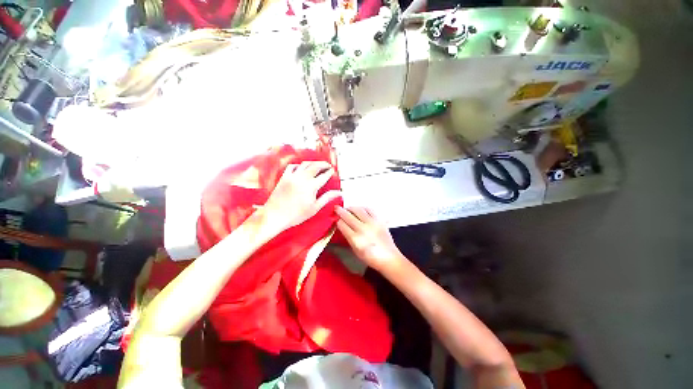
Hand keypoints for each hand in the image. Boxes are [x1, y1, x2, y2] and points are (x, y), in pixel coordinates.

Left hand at [261, 161, 340, 235]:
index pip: (324, 176)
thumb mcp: (314, 208)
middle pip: (316, 166)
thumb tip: (338, 193)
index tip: (333, 171)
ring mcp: (292, 176)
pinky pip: (293, 166)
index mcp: (311, 186)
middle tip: (328, 165)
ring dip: (313, 163)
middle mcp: (302, 178)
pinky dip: (299, 165)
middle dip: (324, 164)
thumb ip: (327, 198)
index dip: (330, 172)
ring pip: (305, 164)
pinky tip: (302, 168)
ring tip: (318, 165)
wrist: (275, 215)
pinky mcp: (284, 177)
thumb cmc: (296, 214)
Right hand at [335, 206, 403, 271]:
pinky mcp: (379, 220)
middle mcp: (362, 229)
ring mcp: (372, 223)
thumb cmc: (370, 257)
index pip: (342, 225)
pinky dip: (363, 208)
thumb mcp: (355, 250)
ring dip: (351, 208)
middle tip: (336, 208)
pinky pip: (369, 209)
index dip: (337, 221)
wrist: (389, 258)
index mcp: (355, 239)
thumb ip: (348, 238)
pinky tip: (360, 209)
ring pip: (358, 210)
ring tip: (348, 209)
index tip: (336, 219)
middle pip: (348, 216)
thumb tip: (342, 227)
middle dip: (340, 211)